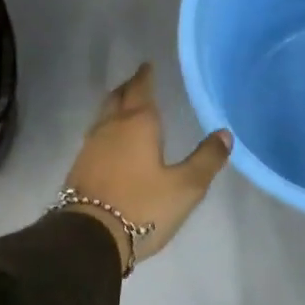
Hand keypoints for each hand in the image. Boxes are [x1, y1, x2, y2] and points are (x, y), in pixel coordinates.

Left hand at [62, 63, 231, 270]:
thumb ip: (206, 159)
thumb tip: (225, 134)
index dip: (146, 76)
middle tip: (138, 81)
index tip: (148, 65)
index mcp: (138, 124)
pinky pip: (96, 136)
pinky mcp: (79, 169)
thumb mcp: (186, 187)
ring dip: (115, 107)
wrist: (88, 239)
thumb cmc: (142, 207)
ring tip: (126, 107)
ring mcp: (90, 148)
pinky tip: (112, 142)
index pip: (141, 90)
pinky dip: (107, 129)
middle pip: (118, 98)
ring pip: (103, 116)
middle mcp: (110, 128)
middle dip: (129, 87)